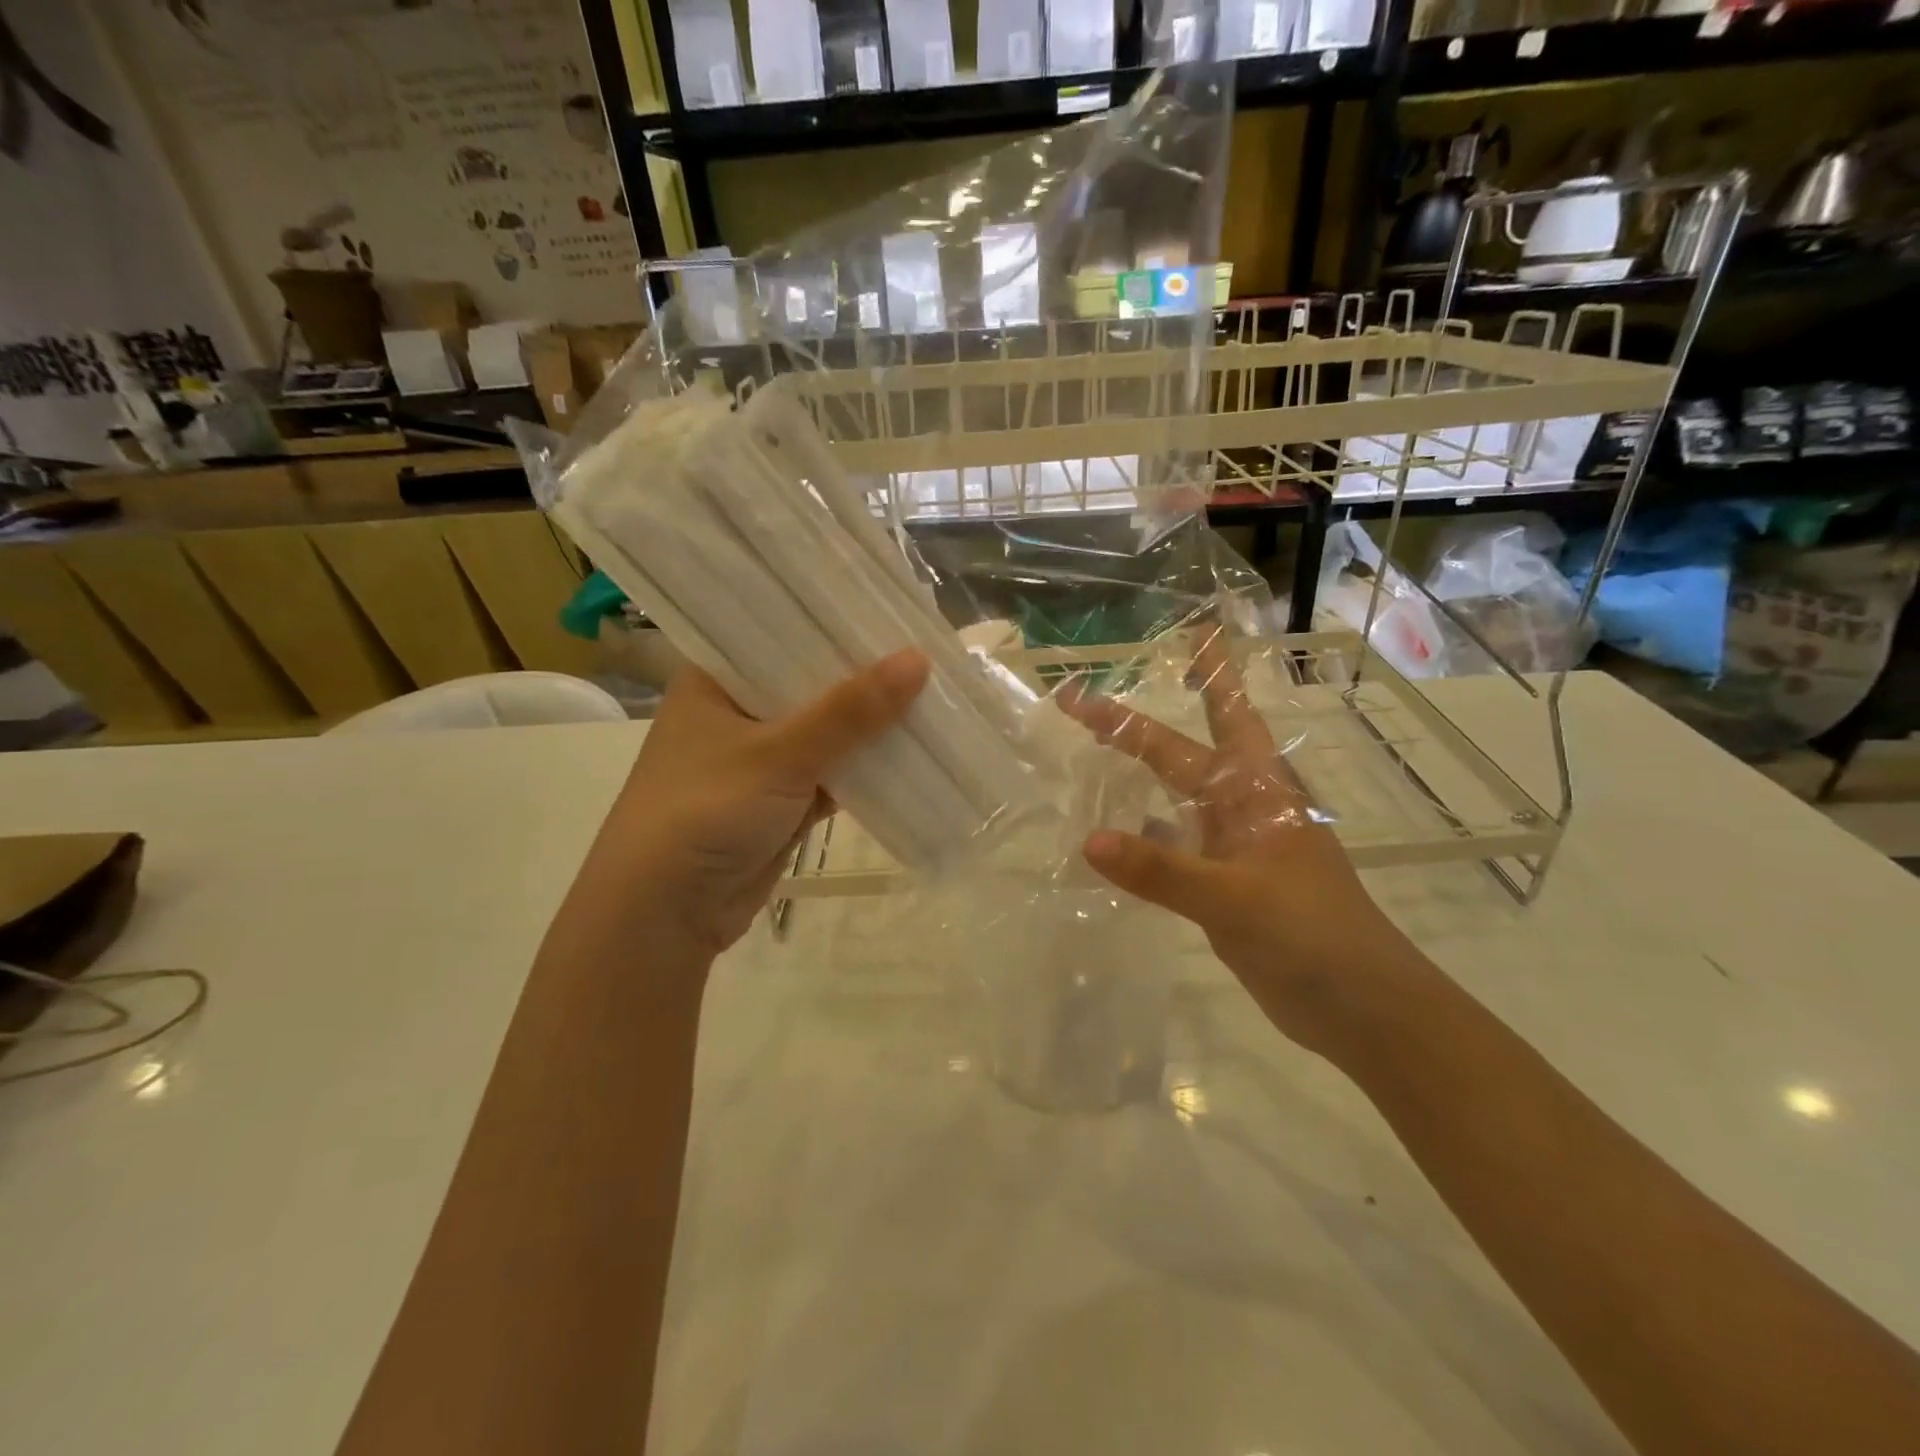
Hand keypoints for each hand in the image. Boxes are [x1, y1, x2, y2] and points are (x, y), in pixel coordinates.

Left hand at [586, 649, 928, 959]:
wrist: (664, 915)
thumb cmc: (705, 811)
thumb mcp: (779, 753)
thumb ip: (850, 710)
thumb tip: (918, 659)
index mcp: (715, 680)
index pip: (779, 632)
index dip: (833, 620)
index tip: (889, 605)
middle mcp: (737, 712)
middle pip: (810, 684)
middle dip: (863, 676)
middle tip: (925, 646)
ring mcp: (759, 760)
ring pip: (826, 732)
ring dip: (870, 725)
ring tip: (934, 692)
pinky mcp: (780, 801)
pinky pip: (833, 774)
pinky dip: (865, 769)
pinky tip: (915, 750)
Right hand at [1058, 630, 1422, 1056]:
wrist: (1362, 1008)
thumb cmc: (1311, 937)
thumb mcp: (1234, 900)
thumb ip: (1162, 870)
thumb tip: (1089, 841)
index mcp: (1256, 791)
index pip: (1206, 723)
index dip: (1177, 685)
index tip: (1132, 659)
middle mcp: (1243, 807)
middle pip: (1185, 749)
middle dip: (1142, 722)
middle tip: (1094, 696)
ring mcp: (1234, 846)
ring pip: (1179, 794)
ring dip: (1144, 771)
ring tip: (1097, 749)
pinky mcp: (1224, 883)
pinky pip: (1174, 843)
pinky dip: (1144, 833)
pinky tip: (1113, 837)